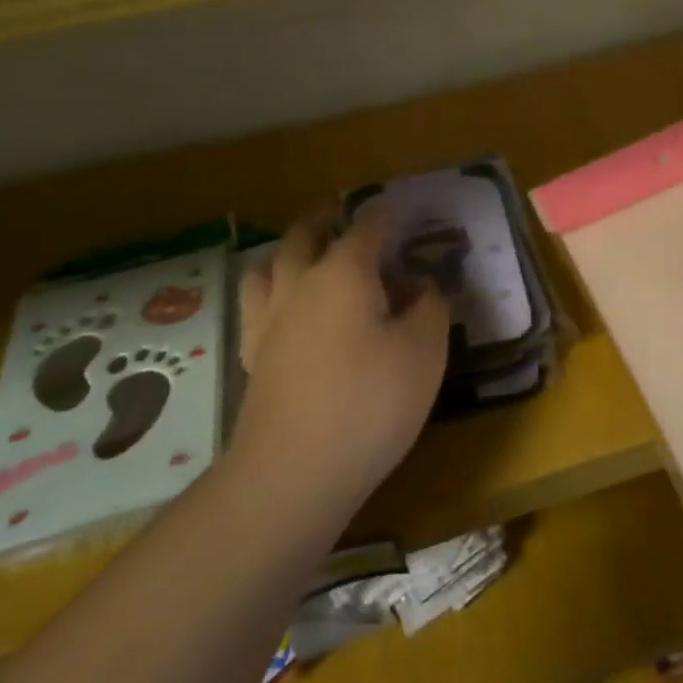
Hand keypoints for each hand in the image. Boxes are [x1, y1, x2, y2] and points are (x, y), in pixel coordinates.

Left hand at [232, 206, 450, 523]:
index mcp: (344, 273)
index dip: (386, 214)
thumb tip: (418, 285)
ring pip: (270, 264)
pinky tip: (288, 309)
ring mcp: (269, 320)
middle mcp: (299, 284)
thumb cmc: (370, 403)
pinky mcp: (254, 356)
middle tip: (345, 215)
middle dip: (327, 218)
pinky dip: (273, 290)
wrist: (294, 473)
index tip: (400, 209)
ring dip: (291, 250)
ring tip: (309, 255)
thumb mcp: (425, 351)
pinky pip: (257, 303)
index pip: (366, 227)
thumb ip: (429, 306)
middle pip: (305, 234)